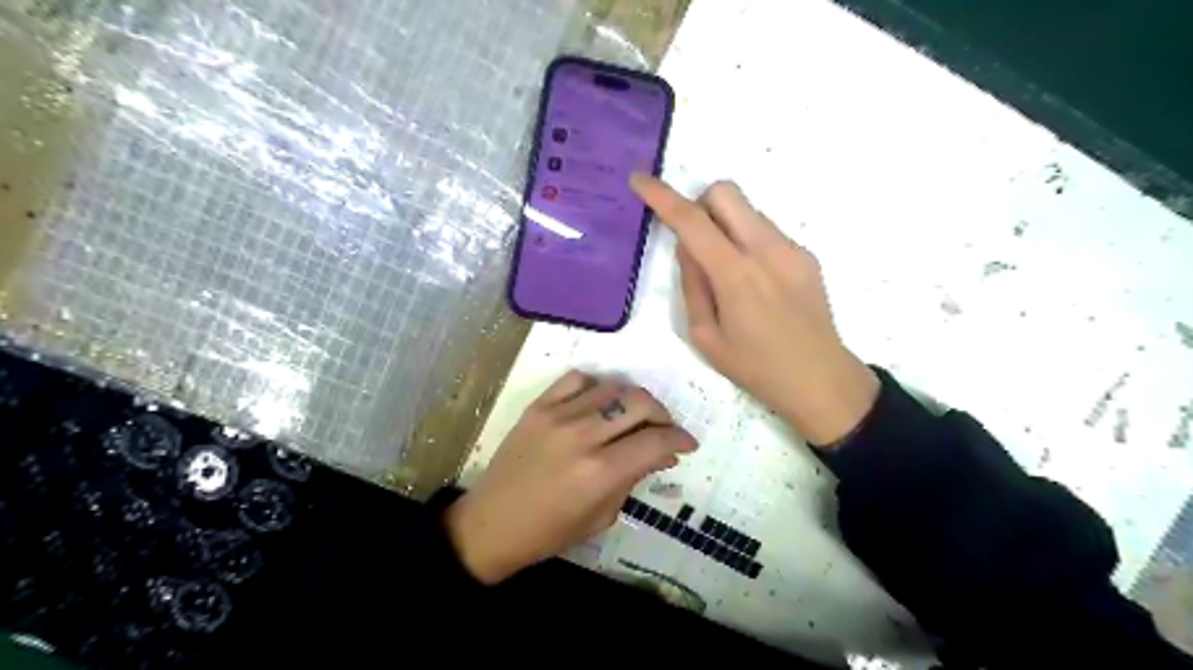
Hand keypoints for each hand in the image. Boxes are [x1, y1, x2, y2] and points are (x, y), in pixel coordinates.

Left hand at [443, 374, 695, 582]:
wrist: (491, 523)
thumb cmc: (549, 532)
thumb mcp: (602, 516)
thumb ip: (634, 478)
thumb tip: (664, 454)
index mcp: (601, 471)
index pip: (655, 440)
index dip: (680, 439)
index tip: (687, 444)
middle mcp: (583, 435)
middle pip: (640, 402)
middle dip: (662, 415)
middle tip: (662, 430)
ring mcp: (558, 415)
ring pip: (613, 387)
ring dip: (633, 400)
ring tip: (633, 417)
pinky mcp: (538, 406)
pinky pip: (577, 379)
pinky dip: (596, 386)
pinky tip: (598, 403)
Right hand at [634, 174, 873, 443]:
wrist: (820, 379)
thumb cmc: (755, 367)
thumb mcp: (705, 336)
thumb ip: (692, 284)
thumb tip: (688, 246)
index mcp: (735, 274)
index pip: (691, 220)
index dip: (661, 196)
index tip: (640, 180)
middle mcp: (766, 249)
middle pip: (725, 191)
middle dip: (700, 203)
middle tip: (694, 240)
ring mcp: (791, 249)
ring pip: (747, 210)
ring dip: (725, 225)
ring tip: (728, 273)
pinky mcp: (806, 255)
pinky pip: (766, 230)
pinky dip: (747, 241)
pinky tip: (755, 282)